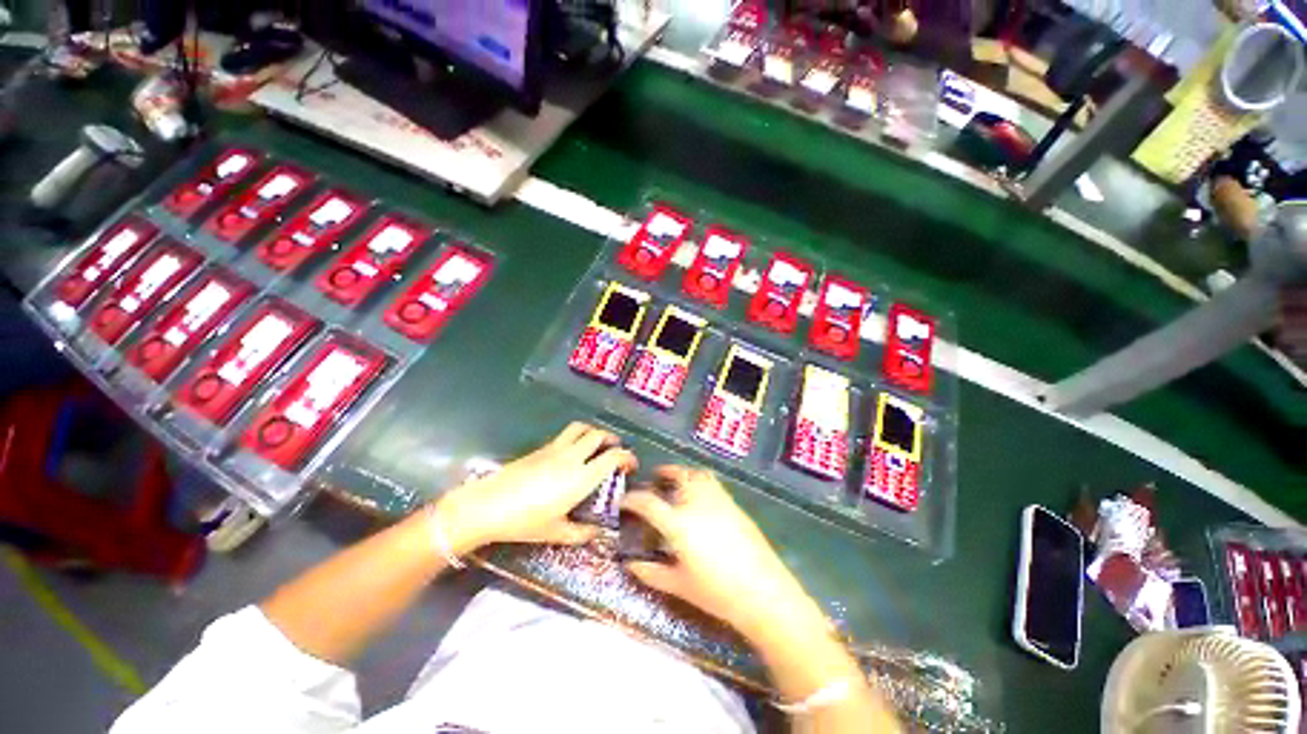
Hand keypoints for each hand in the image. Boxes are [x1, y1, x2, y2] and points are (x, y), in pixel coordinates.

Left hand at [432, 423, 636, 554]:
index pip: (612, 457)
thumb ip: (580, 534)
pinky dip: (576, 437)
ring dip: (593, 431)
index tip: (631, 464)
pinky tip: (571, 453)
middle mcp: (572, 457)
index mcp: (582, 477)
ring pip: (581, 428)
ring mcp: (555, 449)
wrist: (487, 505)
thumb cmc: (525, 521)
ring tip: (595, 443)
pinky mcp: (540, 448)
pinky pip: (565, 435)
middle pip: (598, 435)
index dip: (627, 457)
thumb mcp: (556, 532)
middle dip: (611, 439)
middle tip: (615, 450)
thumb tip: (597, 534)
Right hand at [621, 467, 827, 640]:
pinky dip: (699, 479)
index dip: (631, 499)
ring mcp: (717, 499)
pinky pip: (712, 481)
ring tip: (675, 481)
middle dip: (661, 474)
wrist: (763, 592)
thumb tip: (630, 564)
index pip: (647, 502)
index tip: (624, 502)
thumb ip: (651, 573)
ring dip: (681, 473)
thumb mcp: (679, 585)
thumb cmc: (717, 593)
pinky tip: (699, 495)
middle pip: (675, 476)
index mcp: (678, 523)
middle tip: (653, 480)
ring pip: (695, 474)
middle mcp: (696, 503)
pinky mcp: (733, 503)